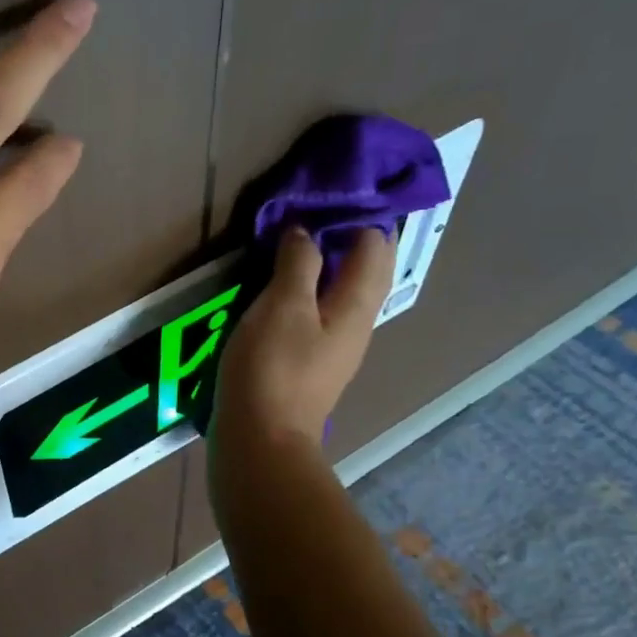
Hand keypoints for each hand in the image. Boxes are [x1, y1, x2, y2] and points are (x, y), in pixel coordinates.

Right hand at [213, 227, 395, 450]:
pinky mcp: (309, 367)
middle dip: (344, 238)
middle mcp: (355, 326)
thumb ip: (298, 263)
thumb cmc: (272, 370)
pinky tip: (278, 294)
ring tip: (290, 247)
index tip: (326, 195)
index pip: (376, 246)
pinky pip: (317, 316)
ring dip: (322, 267)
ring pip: (340, 294)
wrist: (261, 442)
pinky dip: (305, 294)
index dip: (358, 215)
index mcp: (356, 306)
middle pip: (364, 271)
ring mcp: (333, 350)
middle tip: (308, 214)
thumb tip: (305, 232)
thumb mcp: (282, 307)